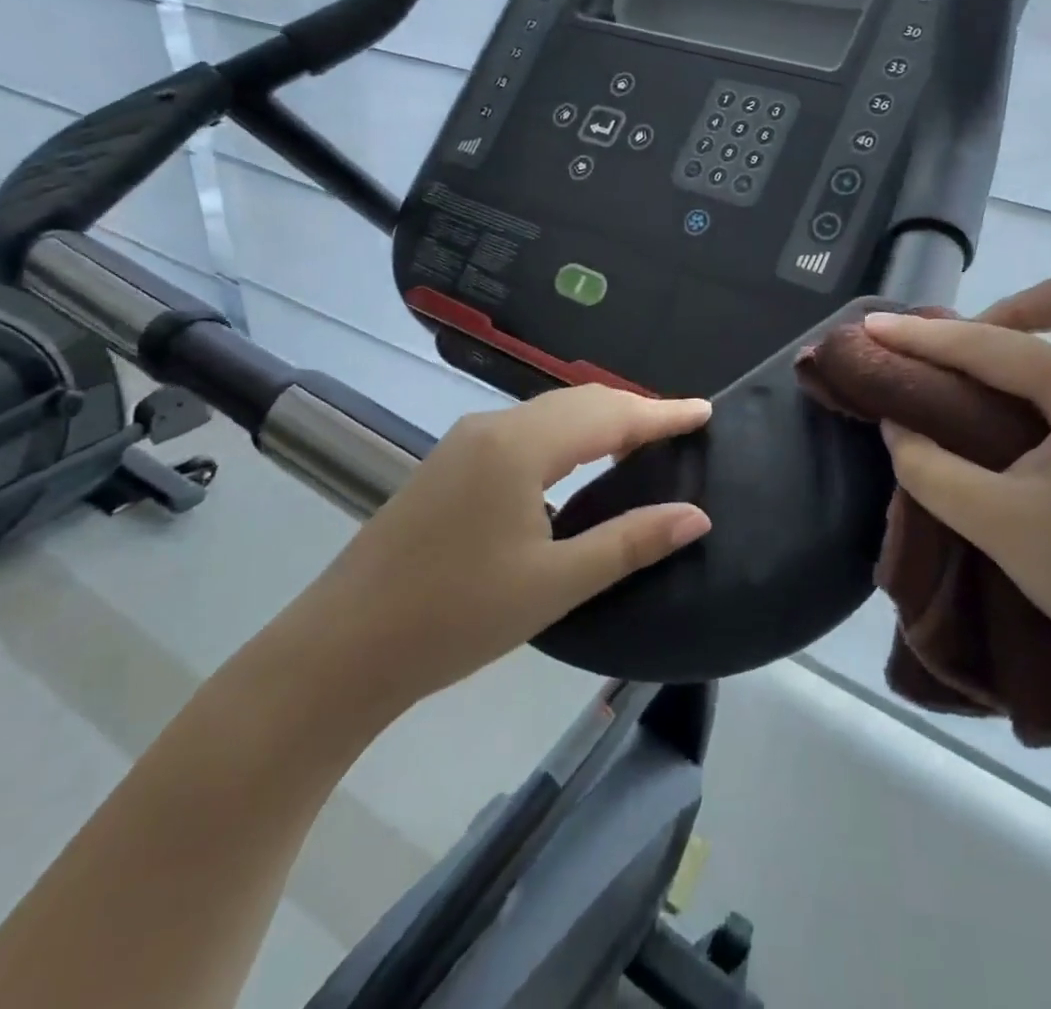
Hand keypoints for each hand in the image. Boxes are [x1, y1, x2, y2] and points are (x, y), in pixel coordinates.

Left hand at [299, 385, 712, 716]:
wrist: (345, 646)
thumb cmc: (457, 616)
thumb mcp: (554, 583)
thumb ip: (629, 542)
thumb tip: (696, 515)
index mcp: (521, 446)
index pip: (609, 415)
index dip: (662, 413)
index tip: (705, 411)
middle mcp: (492, 427)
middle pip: (579, 403)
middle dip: (633, 411)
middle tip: (681, 428)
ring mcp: (464, 443)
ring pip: (549, 415)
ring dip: (598, 422)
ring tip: (640, 443)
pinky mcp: (449, 464)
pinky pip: (524, 432)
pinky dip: (566, 437)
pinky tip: (577, 464)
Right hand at [862, 267, 1050, 718]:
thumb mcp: (998, 525)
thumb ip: (930, 468)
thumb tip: (899, 425)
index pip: (991, 345)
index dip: (923, 336)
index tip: (873, 326)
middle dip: (1016, 307)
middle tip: (968, 352)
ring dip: (1038, 338)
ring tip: (984, 385)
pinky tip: (1026, 423)